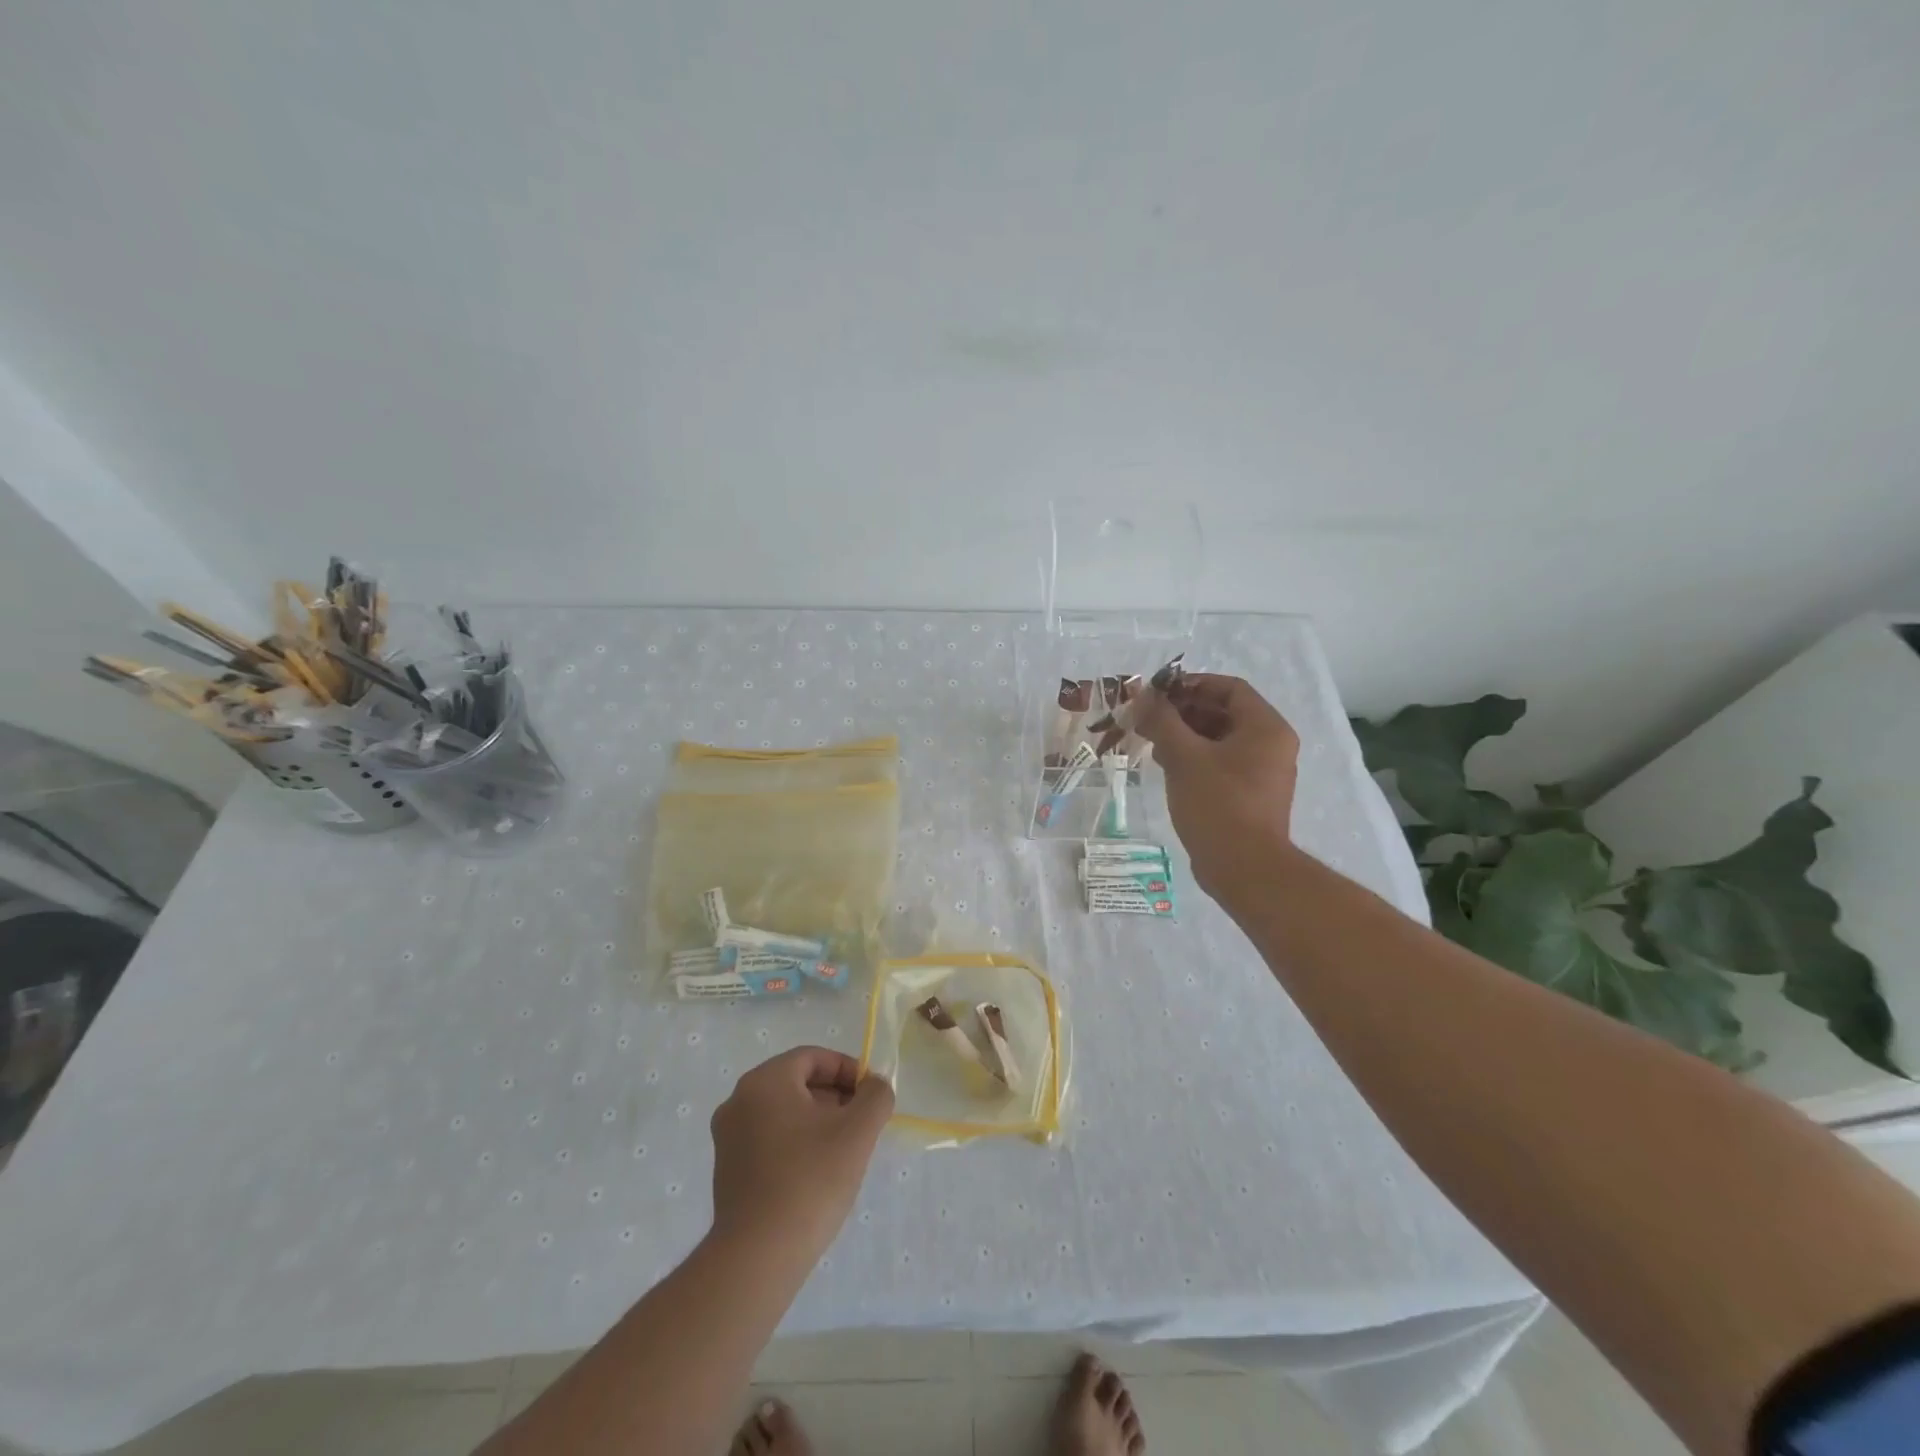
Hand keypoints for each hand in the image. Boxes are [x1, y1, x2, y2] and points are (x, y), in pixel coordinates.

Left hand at [709, 1047, 894, 1263]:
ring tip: (843, 1151)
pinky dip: (796, 1143)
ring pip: (784, 1112)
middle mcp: (738, 1100)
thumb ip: (875, 1096)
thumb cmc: (810, 1181)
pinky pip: (769, 1139)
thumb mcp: (857, 1131)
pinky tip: (817, 1174)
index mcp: (764, 1081)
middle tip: (861, 1124)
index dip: (848, 1071)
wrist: (757, 1258)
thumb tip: (875, 1086)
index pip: (813, 1058)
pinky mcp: (727, 1170)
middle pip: (797, 1082)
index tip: (871, 1096)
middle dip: (834, 1097)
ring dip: (817, 1121)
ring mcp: (728, 1137)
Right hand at [1135, 673, 1300, 898]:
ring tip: (1151, 741)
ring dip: (1185, 735)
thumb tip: (1145, 697)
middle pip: (1224, 713)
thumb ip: (1163, 721)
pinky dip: (1195, 759)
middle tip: (1148, 718)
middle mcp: (1271, 745)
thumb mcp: (1184, 756)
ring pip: (1220, 740)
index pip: (1229, 688)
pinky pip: (1221, 764)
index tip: (1158, 693)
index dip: (1192, 684)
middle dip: (1184, 711)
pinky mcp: (1249, 796)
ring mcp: (1262, 773)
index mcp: (1266, 728)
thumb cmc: (1218, 803)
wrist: (1244, 869)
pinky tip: (1166, 767)